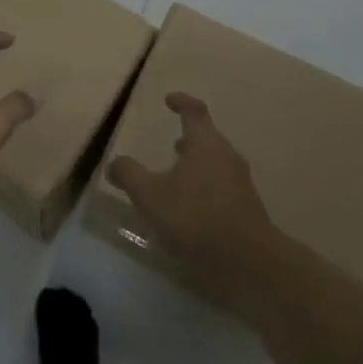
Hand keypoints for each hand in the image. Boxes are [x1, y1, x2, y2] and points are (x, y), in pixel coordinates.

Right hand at [106, 93, 280, 316]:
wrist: (249, 263)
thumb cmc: (197, 218)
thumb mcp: (151, 196)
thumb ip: (129, 175)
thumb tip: (113, 163)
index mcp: (205, 143)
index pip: (194, 111)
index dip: (181, 102)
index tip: (169, 99)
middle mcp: (227, 156)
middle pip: (207, 138)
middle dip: (189, 138)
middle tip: (171, 143)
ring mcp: (241, 183)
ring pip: (216, 163)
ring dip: (197, 165)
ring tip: (177, 177)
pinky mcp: (247, 209)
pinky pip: (222, 187)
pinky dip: (206, 187)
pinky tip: (192, 209)